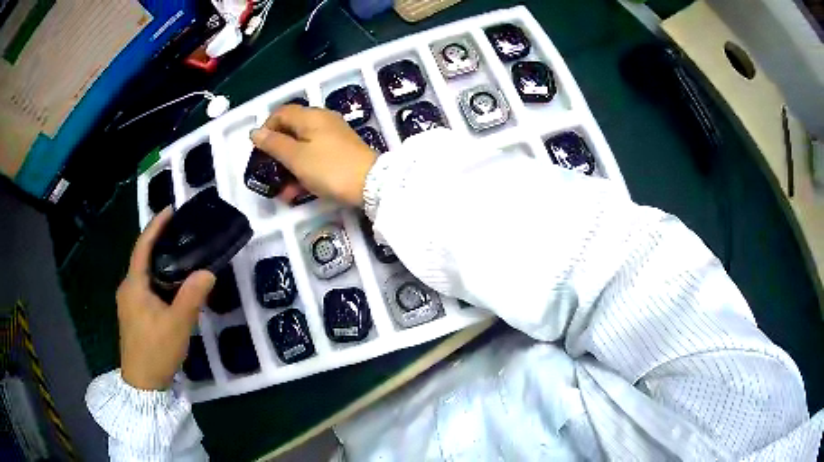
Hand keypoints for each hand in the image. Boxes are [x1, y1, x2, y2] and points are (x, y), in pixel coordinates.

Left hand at [116, 208, 215, 389]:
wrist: (142, 385)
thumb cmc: (156, 351)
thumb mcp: (177, 324)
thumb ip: (192, 296)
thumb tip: (208, 271)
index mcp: (133, 284)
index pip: (143, 246)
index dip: (156, 226)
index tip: (171, 210)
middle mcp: (128, 288)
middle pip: (142, 258)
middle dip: (160, 242)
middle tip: (182, 233)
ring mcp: (129, 303)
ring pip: (145, 275)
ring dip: (160, 262)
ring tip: (181, 256)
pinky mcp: (134, 315)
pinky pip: (146, 288)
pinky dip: (159, 280)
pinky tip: (172, 287)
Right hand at [250, 105, 376, 206]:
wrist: (372, 184)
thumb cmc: (329, 168)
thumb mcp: (296, 157)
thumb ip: (274, 144)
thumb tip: (255, 131)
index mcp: (310, 116)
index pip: (281, 112)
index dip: (267, 128)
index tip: (259, 150)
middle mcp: (322, 121)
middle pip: (292, 130)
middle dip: (277, 152)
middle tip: (268, 171)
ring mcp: (334, 137)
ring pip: (303, 147)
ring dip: (289, 167)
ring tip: (281, 190)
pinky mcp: (341, 152)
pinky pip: (316, 157)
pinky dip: (304, 171)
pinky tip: (297, 192)